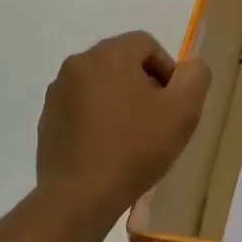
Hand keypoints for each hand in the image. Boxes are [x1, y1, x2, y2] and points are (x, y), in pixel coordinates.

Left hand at [36, 32, 210, 223]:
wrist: (80, 196)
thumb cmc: (135, 148)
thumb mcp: (183, 111)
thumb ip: (195, 77)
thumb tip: (188, 68)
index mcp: (110, 54)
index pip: (146, 44)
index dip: (167, 71)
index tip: (173, 104)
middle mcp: (78, 64)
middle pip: (121, 62)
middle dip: (143, 85)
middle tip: (157, 121)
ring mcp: (57, 92)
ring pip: (100, 86)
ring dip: (119, 102)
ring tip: (132, 138)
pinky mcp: (47, 119)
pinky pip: (81, 108)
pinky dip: (97, 120)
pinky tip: (108, 149)